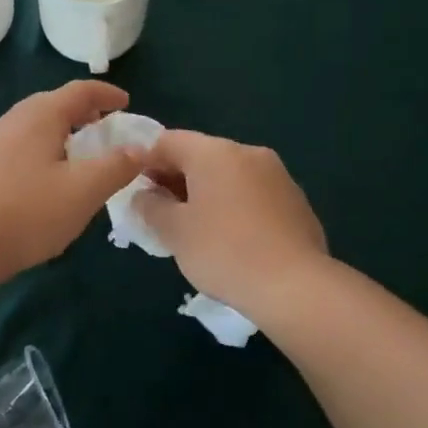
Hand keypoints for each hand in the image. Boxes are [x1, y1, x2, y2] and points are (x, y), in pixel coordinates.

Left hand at [0, 82, 145, 281]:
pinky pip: (19, 147)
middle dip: (83, 113)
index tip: (125, 103)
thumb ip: (117, 166)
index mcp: (39, 116)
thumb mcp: (85, 190)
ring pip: (34, 127)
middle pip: (53, 105)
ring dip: (61, 133)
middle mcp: (12, 121)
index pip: (79, 91)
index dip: (106, 94)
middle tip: (105, 129)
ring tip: (79, 156)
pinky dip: (42, 151)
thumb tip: (140, 148)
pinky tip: (47, 180)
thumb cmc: (30, 211)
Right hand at [133, 130, 328, 315]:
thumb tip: (144, 196)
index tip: (131, 186)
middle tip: (157, 211)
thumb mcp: (174, 231)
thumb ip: (150, 207)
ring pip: (229, 175)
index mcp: (215, 152)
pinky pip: (252, 194)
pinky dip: (233, 206)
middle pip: (201, 155)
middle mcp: (248, 153)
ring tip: (192, 228)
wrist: (295, 286)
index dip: (144, 160)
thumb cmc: (224, 252)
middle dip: (175, 178)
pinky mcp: (296, 201)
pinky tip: (229, 239)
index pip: (168, 141)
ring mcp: (278, 176)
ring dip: (205, 193)